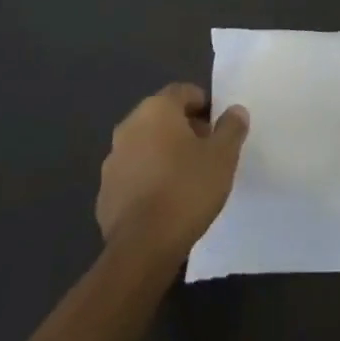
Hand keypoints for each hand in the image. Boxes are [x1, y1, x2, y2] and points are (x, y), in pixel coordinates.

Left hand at [95, 84, 248, 259]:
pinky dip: (148, 180)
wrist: (142, 248)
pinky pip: (133, 176)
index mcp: (156, 110)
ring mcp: (112, 161)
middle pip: (162, 117)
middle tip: (207, 152)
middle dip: (185, 129)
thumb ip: (231, 127)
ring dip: (164, 154)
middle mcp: (129, 127)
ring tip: (187, 180)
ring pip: (145, 146)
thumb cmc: (187, 189)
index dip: (204, 105)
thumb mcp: (223, 156)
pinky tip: (165, 203)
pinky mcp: (105, 194)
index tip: (218, 128)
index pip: (183, 92)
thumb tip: (235, 111)